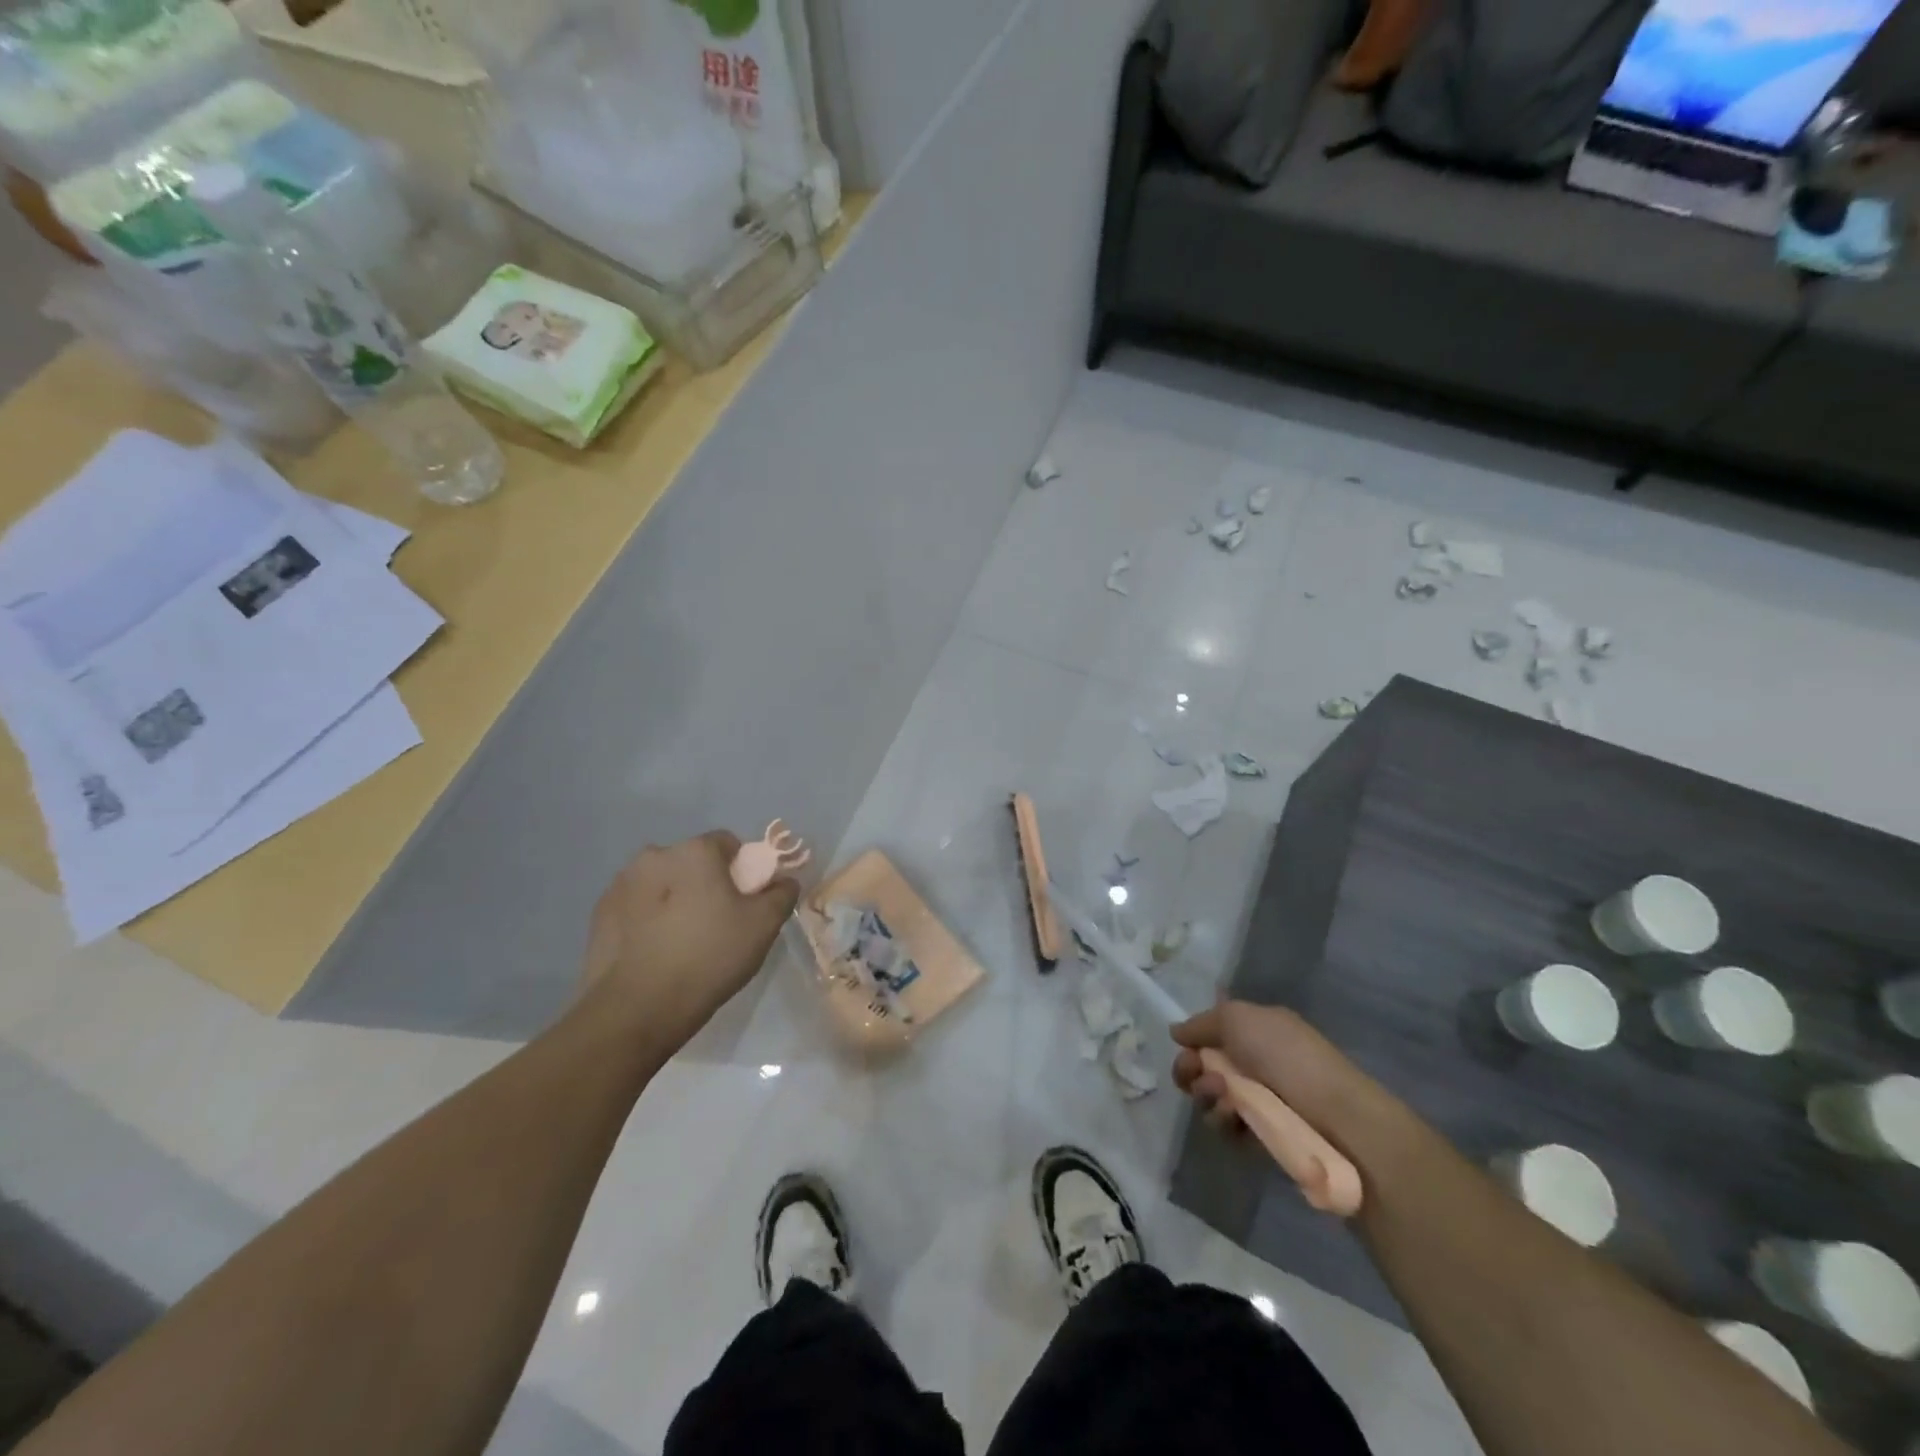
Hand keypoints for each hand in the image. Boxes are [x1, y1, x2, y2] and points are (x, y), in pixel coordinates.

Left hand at [578, 832, 798, 1052]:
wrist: (636, 1009)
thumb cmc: (709, 956)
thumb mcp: (763, 926)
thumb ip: (781, 894)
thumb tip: (784, 881)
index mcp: (694, 851)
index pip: (728, 843)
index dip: (743, 869)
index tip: (746, 902)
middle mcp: (654, 856)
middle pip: (692, 862)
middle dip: (706, 883)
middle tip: (718, 923)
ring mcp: (621, 884)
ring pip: (662, 883)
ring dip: (675, 899)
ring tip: (683, 942)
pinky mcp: (600, 914)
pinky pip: (637, 907)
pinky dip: (649, 919)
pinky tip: (657, 952)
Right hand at [1171, 1001, 1378, 1141]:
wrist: (1337, 1117)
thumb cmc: (1288, 1056)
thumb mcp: (1238, 1018)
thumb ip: (1201, 1023)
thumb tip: (1176, 1032)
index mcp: (1256, 1031)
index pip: (1211, 1035)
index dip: (1192, 1043)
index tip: (1185, 1049)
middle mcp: (1255, 1063)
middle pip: (1203, 1067)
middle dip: (1192, 1071)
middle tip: (1197, 1075)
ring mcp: (1259, 1101)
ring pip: (1211, 1098)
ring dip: (1207, 1095)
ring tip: (1224, 1097)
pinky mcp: (1261, 1135)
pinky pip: (1227, 1128)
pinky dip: (1223, 1121)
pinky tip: (1234, 1119)